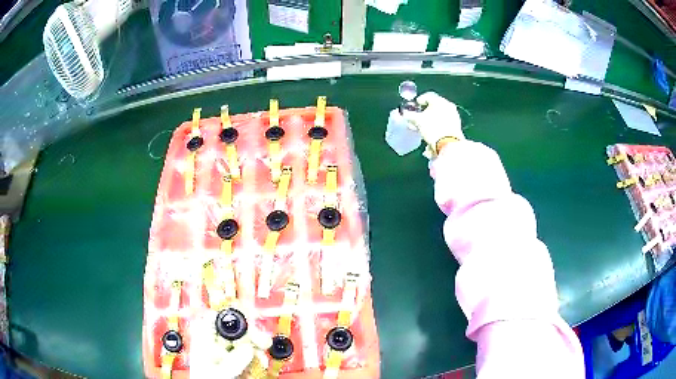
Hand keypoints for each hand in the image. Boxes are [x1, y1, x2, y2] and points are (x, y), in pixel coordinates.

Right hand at [403, 92, 463, 146]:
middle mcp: (448, 105)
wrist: (449, 144)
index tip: (415, 107)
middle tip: (418, 118)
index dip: (419, 101)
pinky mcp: (457, 126)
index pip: (427, 96)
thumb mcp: (418, 121)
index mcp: (439, 100)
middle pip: (434, 106)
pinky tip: (433, 133)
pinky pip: (445, 123)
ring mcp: (454, 115)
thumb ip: (410, 115)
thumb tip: (405, 113)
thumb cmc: (432, 128)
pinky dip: (438, 126)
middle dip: (425, 112)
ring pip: (440, 115)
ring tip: (424, 128)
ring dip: (432, 120)